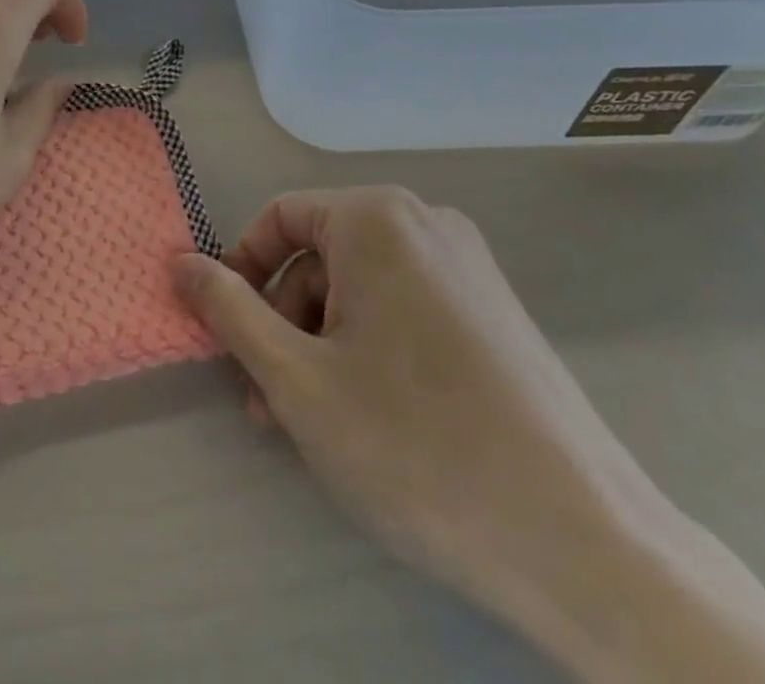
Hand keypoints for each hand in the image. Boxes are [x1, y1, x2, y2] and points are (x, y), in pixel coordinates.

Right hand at [171, 188, 668, 636]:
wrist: (585, 544)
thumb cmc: (415, 442)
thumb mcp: (295, 377)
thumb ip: (228, 309)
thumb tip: (179, 262)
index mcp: (377, 219)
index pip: (280, 219)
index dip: (240, 271)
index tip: (226, 333)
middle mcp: (426, 225)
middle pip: (320, 257)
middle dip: (282, 323)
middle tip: (265, 397)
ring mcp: (469, 269)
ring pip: (360, 290)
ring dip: (319, 345)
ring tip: (308, 422)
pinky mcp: (495, 315)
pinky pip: (404, 311)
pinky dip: (368, 351)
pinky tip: (364, 419)